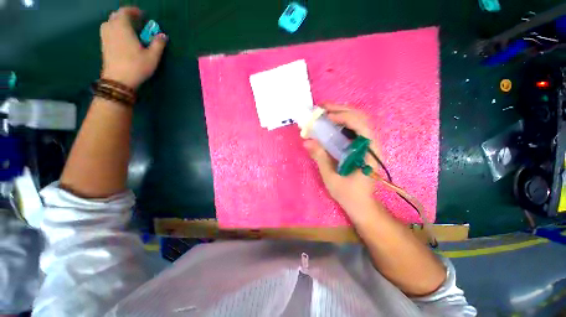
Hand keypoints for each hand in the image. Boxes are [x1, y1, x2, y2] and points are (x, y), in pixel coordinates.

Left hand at [100, 7, 166, 89]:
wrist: (118, 80)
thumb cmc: (136, 66)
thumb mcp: (152, 56)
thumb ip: (158, 44)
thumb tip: (163, 35)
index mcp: (122, 27)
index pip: (125, 11)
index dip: (134, 11)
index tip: (142, 15)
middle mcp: (111, 28)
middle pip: (116, 16)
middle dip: (126, 16)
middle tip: (136, 22)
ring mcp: (105, 37)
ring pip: (110, 23)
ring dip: (119, 23)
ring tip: (128, 29)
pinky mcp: (103, 45)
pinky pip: (108, 31)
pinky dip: (115, 30)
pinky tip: (122, 38)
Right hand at [304, 104, 382, 213]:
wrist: (362, 205)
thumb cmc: (349, 195)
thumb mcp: (331, 178)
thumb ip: (320, 158)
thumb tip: (307, 141)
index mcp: (369, 153)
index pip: (362, 126)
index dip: (344, 117)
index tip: (326, 116)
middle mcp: (372, 145)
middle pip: (361, 118)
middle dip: (341, 110)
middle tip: (322, 108)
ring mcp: (368, 145)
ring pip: (358, 121)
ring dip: (342, 113)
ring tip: (325, 112)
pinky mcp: (362, 147)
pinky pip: (354, 129)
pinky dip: (342, 122)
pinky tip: (331, 124)